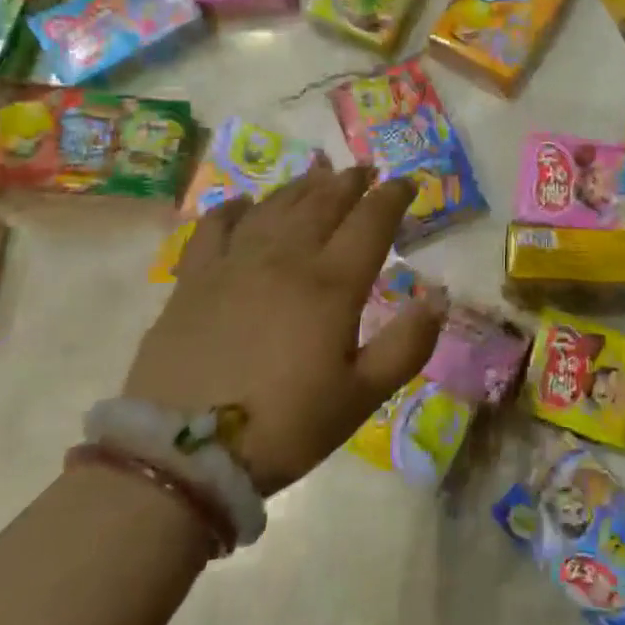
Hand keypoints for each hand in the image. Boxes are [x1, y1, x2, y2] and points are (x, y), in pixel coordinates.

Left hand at [126, 161, 444, 494]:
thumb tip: (440, 299)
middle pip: (323, 203)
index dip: (392, 197)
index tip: (407, 182)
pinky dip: (234, 209)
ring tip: (318, 174)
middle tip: (365, 170)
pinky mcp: (194, 280)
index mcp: (331, 283)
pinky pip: (215, 228)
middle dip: (349, 182)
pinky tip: (244, 203)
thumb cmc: (285, 425)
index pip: (370, 221)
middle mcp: (285, 258)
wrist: (185, 454)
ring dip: (302, 186)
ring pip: (275, 207)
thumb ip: (407, 346)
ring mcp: (234, 264)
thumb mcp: (361, 396)